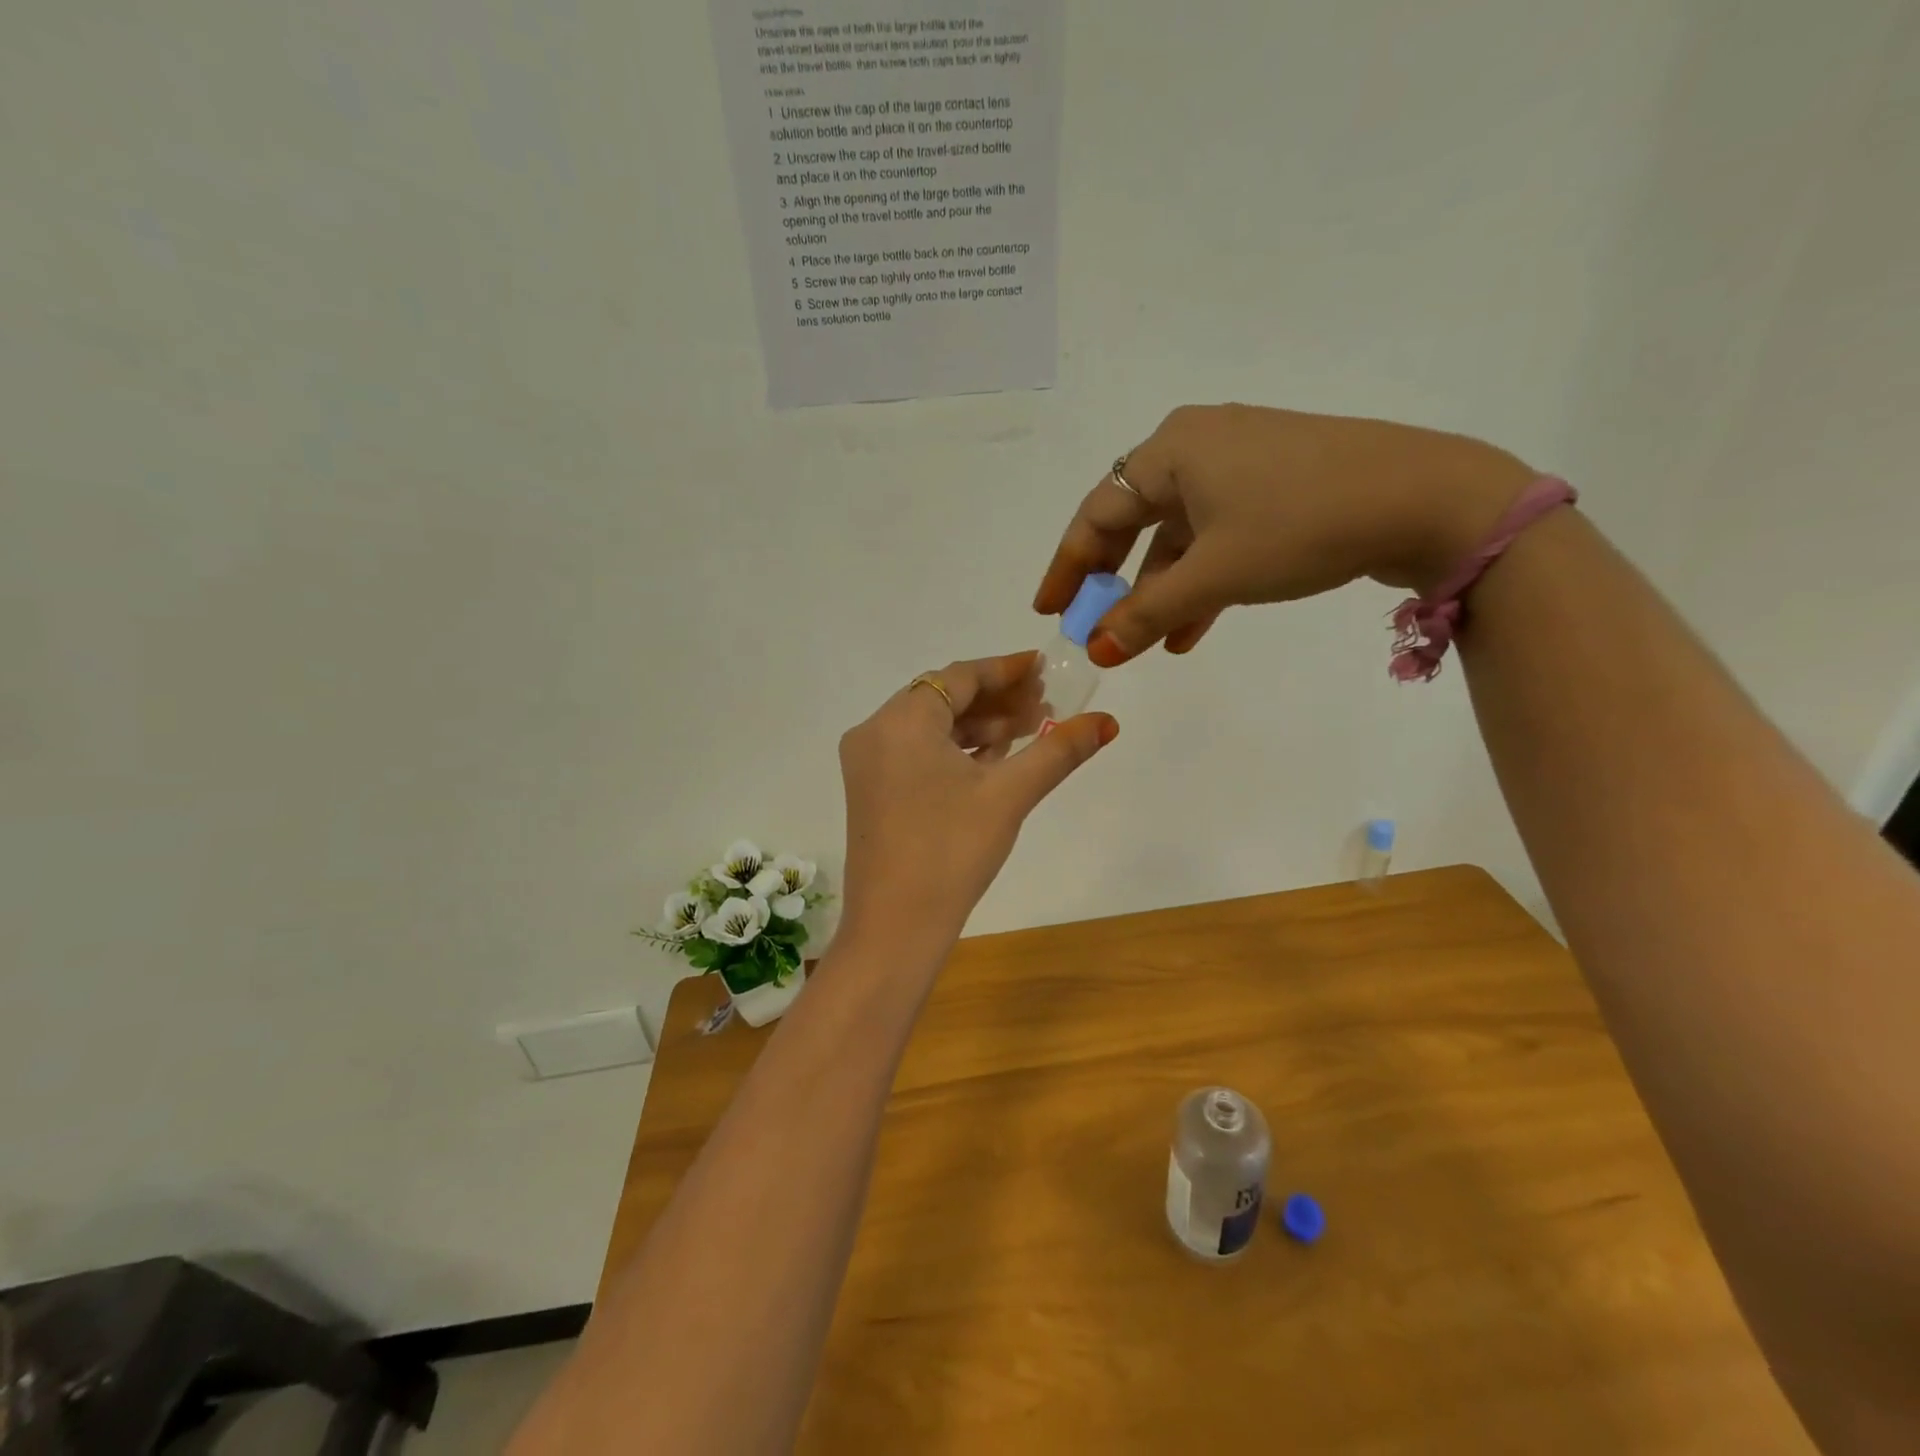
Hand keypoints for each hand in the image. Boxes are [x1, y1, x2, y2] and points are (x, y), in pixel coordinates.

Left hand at [837, 652, 1117, 953]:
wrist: (895, 927)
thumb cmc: (951, 852)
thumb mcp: (1009, 795)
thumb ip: (1058, 751)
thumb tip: (1108, 721)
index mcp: (900, 721)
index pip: (959, 677)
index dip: (1006, 669)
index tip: (1046, 668)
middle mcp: (875, 732)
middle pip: (944, 698)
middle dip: (997, 699)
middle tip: (1046, 703)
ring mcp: (869, 764)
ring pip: (932, 727)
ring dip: (980, 726)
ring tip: (1031, 729)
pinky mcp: (872, 791)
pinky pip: (919, 753)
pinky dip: (957, 750)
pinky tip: (997, 757)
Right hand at [1034, 404, 1538, 664]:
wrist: (1426, 498)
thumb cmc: (1301, 525)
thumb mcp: (1214, 575)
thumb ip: (1146, 613)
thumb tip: (1096, 649)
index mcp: (1171, 450)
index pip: (1097, 513)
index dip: (1068, 567)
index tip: (1049, 611)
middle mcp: (1198, 445)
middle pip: (1134, 521)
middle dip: (1114, 581)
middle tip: (1095, 625)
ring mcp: (1241, 463)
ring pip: (1179, 534)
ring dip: (1162, 590)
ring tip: (1151, 644)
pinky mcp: (1275, 484)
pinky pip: (1217, 534)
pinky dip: (1201, 579)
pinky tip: (1194, 626)